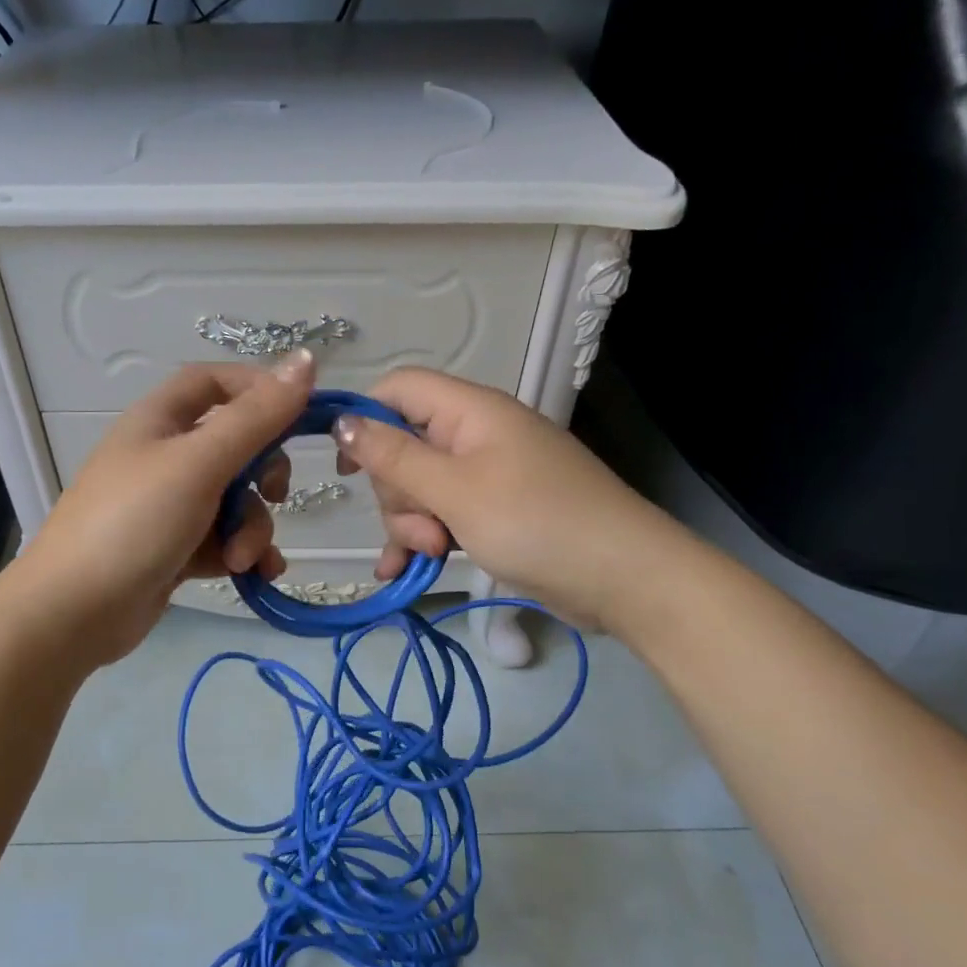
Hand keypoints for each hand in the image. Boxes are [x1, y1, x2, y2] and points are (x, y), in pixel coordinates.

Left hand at [14, 351, 313, 663]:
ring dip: (251, 528)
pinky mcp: (175, 548)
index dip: (258, 390)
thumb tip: (307, 359)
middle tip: (274, 494)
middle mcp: (165, 456)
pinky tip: (256, 575)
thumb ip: (256, 417)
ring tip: (239, 558)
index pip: (216, 382)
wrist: (73, 612)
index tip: (299, 415)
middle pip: (236, 445)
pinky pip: (225, 539)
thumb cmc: (134, 522)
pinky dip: (244, 553)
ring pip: (235, 500)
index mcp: (160, 420)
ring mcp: (169, 505)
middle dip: (263, 474)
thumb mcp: (199, 464)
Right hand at [332, 367, 665, 627]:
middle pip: (403, 445)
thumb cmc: (537, 522)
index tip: (343, 465)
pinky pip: (442, 514)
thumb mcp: (455, 490)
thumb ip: (394, 457)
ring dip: (412, 522)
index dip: (364, 418)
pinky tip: (403, 570)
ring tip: (434, 553)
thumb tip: (342, 421)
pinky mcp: (494, 510)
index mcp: (470, 411)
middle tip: (423, 527)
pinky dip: (423, 538)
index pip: (399, 388)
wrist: (624, 578)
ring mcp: (486, 474)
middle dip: (398, 492)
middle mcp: (475, 434)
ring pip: (419, 487)